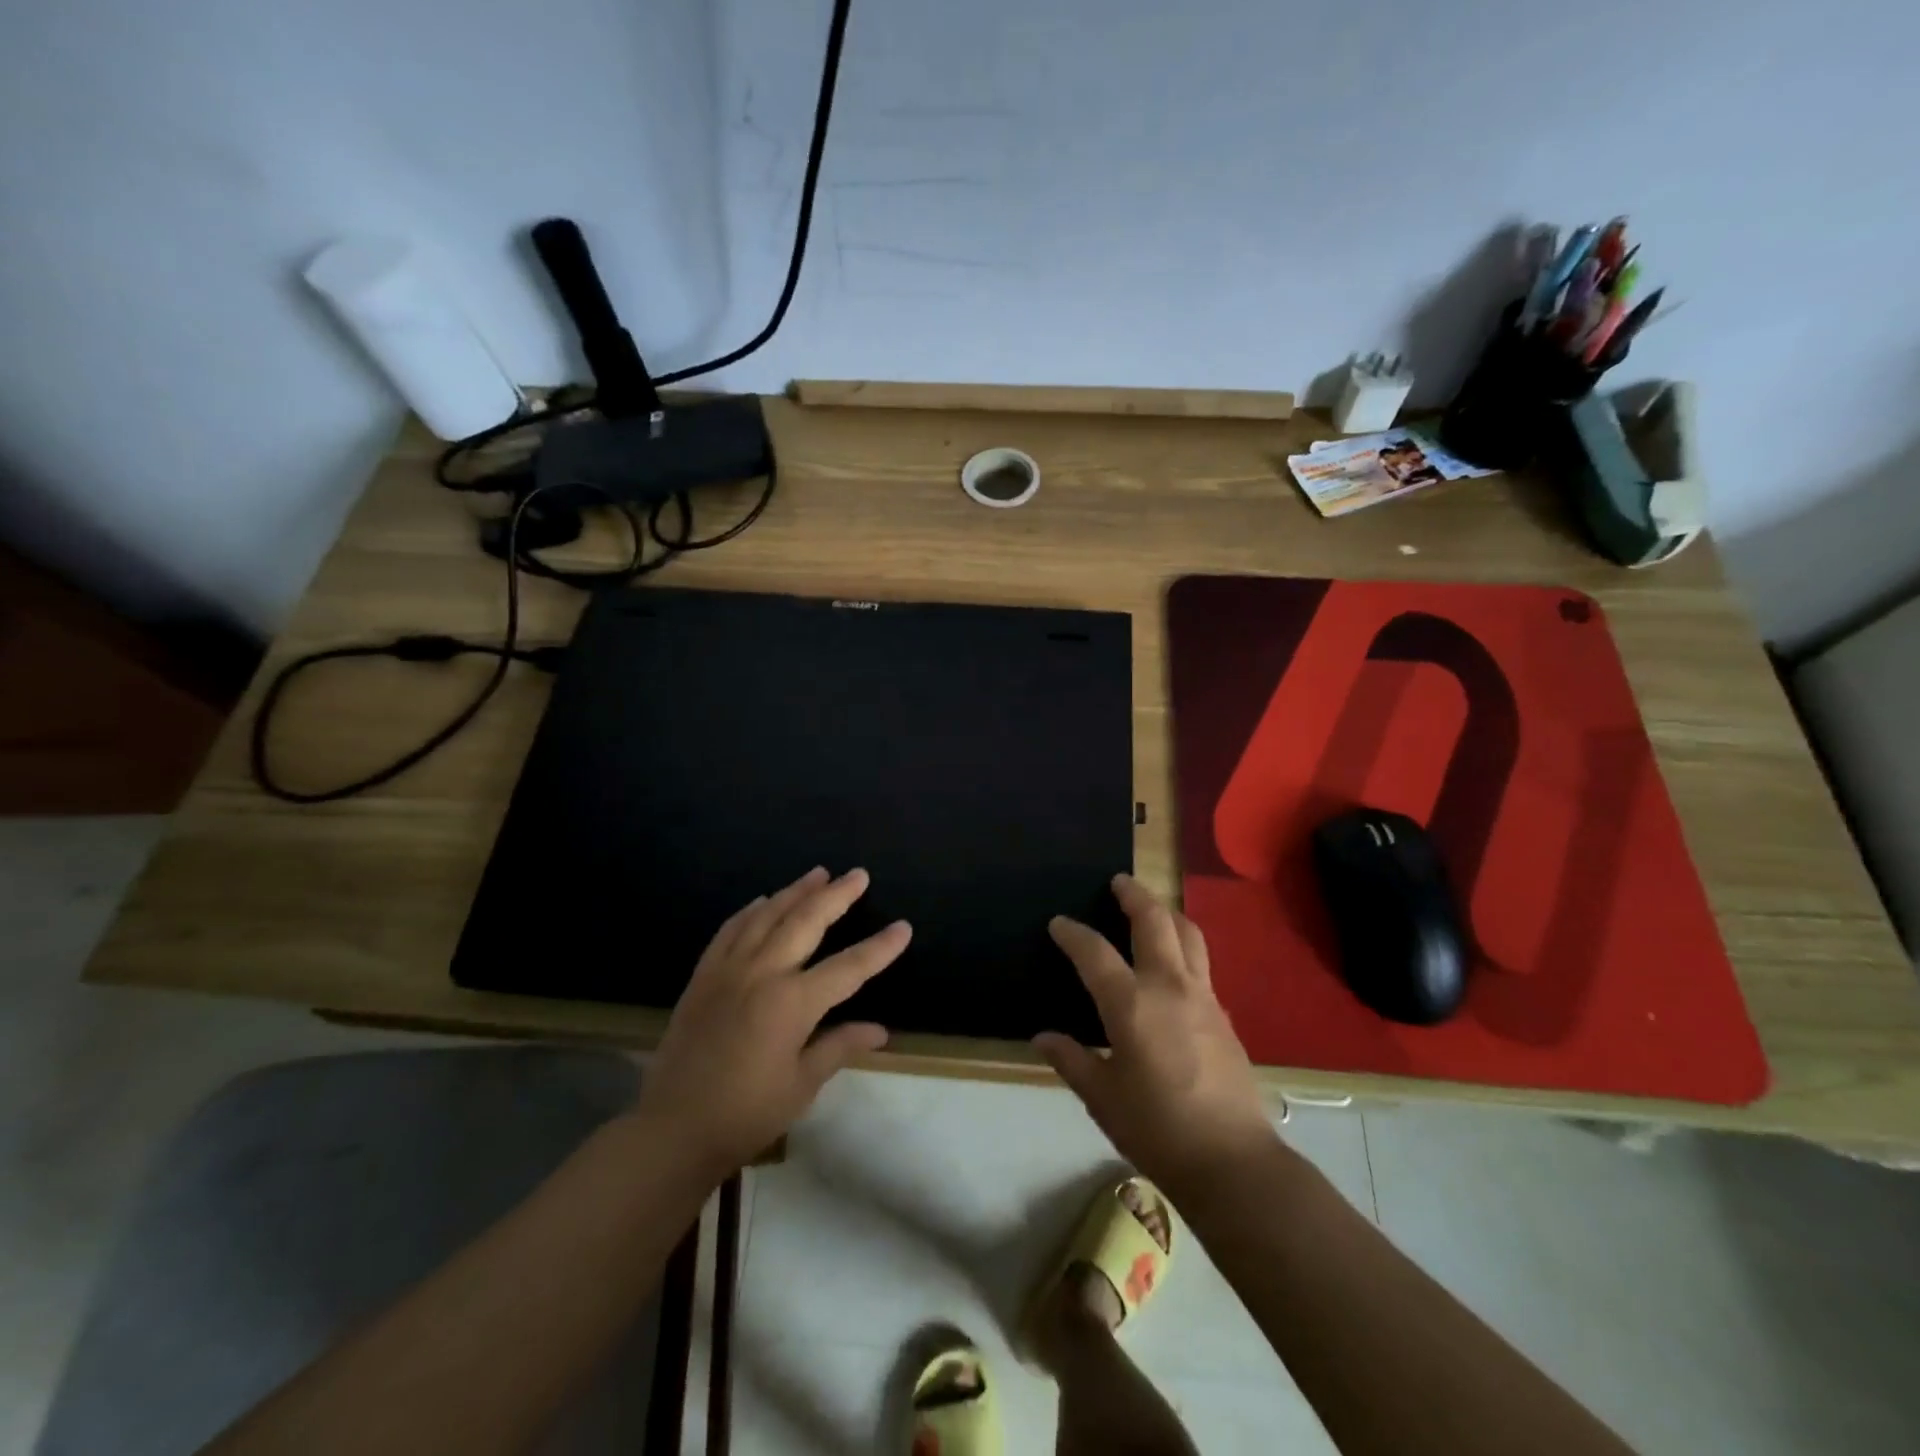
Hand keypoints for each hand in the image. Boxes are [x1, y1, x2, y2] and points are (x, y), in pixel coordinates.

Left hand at [635, 867, 909, 1179]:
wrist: (672, 1129)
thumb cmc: (745, 1113)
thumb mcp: (801, 1085)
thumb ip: (839, 1046)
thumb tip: (879, 1030)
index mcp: (793, 1003)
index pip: (849, 967)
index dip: (880, 947)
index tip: (904, 927)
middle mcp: (762, 973)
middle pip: (806, 921)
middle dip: (837, 895)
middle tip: (858, 875)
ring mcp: (728, 969)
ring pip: (767, 916)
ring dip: (796, 892)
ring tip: (818, 873)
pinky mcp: (703, 976)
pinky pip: (730, 930)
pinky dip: (750, 910)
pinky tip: (763, 901)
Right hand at [1037, 874, 1276, 1194]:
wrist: (1232, 1161)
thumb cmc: (1157, 1129)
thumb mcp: (1102, 1098)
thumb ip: (1071, 1061)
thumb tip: (1043, 1038)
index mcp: (1131, 1004)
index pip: (1095, 952)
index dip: (1073, 933)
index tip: (1059, 923)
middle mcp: (1169, 987)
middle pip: (1154, 921)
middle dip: (1134, 895)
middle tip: (1119, 882)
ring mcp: (1203, 997)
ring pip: (1188, 934)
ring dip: (1167, 913)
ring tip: (1152, 909)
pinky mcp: (1223, 1014)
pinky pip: (1201, 964)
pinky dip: (1184, 947)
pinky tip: (1174, 965)